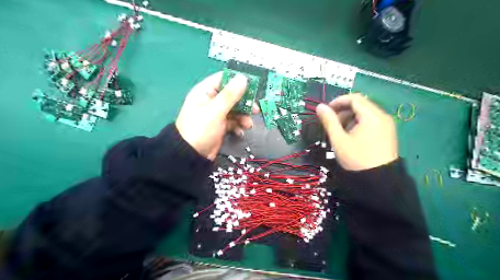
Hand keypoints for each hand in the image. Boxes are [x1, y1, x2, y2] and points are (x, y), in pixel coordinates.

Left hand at [175, 71, 256, 159]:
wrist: (192, 155)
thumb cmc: (200, 129)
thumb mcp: (215, 111)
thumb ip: (230, 95)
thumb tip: (243, 78)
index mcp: (205, 92)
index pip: (223, 79)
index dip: (238, 81)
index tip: (253, 86)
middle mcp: (211, 100)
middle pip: (232, 95)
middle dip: (244, 102)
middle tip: (255, 109)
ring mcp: (216, 114)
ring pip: (235, 109)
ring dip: (243, 116)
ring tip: (248, 124)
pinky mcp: (221, 125)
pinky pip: (233, 121)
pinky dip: (238, 126)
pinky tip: (240, 131)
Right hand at [316, 93, 399, 169]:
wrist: (378, 180)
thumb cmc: (356, 159)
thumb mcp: (339, 140)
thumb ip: (329, 121)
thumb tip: (320, 107)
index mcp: (371, 116)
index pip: (354, 98)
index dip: (338, 101)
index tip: (326, 111)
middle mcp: (382, 116)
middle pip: (360, 104)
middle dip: (344, 111)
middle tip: (333, 124)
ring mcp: (387, 124)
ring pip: (366, 112)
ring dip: (351, 117)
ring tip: (341, 132)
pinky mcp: (388, 131)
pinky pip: (372, 120)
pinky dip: (359, 123)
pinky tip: (352, 136)